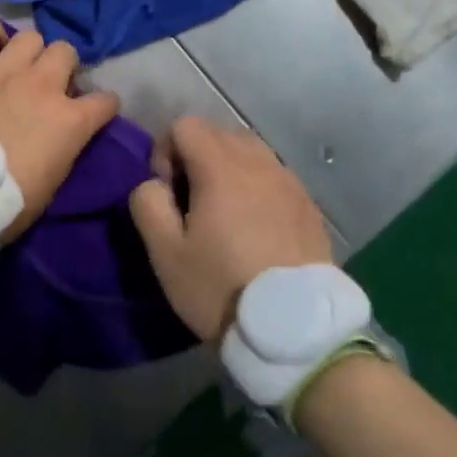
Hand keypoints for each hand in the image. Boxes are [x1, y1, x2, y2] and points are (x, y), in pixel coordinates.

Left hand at [0, 20, 119, 240]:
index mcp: (70, 121)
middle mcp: (43, 85)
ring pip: (31, 37)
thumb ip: (63, 149)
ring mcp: (4, 69)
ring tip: (16, 68)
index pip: (106, 100)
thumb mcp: (51, 185)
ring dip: (29, 52)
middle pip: (66, 52)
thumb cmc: (2, 205)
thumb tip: (62, 135)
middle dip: (61, 67)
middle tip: (46, 86)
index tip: (92, 113)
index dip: (101, 107)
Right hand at [128, 117, 332, 341]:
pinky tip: (257, 229)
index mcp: (221, 166)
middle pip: (218, 133)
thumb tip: (154, 183)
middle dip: (197, 157)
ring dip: (229, 169)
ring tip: (225, 214)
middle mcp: (258, 162)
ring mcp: (289, 181)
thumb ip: (147, 203)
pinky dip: (258, 188)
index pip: (185, 125)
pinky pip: (274, 177)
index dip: (167, 152)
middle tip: (193, 203)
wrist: (296, 331)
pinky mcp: (309, 205)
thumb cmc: (222, 288)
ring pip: (250, 152)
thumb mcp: (166, 253)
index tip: (169, 194)